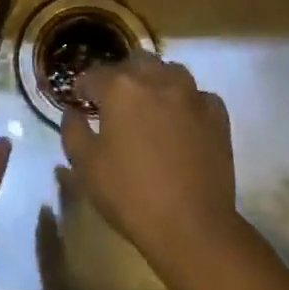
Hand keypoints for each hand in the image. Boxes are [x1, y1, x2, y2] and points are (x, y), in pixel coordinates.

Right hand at [61, 50, 240, 271]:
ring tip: (150, 105)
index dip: (83, 87)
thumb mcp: (86, 167)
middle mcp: (156, 79)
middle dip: (121, 77)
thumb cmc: (130, 195)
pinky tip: (182, 121)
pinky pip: (198, 95)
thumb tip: (72, 111)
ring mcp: (191, 94)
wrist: (192, 226)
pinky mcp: (216, 113)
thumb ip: (73, 130)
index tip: (80, 100)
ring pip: (169, 71)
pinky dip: (186, 102)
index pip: (94, 74)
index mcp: (121, 88)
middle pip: (134, 63)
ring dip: (155, 81)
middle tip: (115, 102)